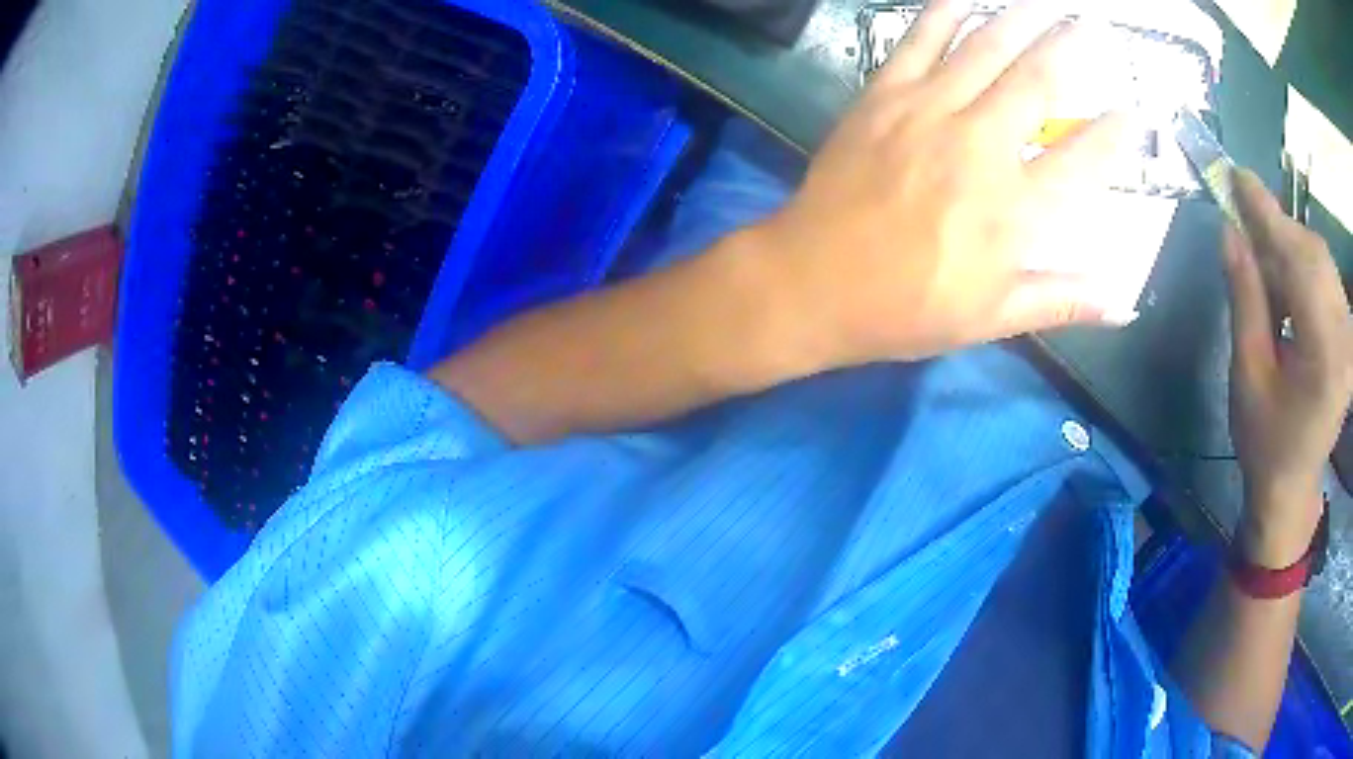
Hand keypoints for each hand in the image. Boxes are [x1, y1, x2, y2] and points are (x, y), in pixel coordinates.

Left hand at [756, 0, 1132, 365]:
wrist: (812, 281)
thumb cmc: (906, 308)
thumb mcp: (991, 319)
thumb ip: (1061, 301)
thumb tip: (1124, 301)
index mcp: (1015, 210)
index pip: (1084, 161)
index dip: (1114, 134)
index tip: (1133, 114)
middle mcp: (980, 146)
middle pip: (1038, 82)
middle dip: (1068, 48)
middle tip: (1088, 26)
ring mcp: (929, 111)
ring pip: (984, 49)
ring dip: (1017, 19)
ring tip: (1040, 3)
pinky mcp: (883, 95)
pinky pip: (919, 40)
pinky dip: (943, 13)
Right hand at [1225, 168, 1352, 567]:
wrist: (1291, 486)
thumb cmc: (1265, 442)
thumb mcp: (1247, 374)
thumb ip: (1245, 299)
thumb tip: (1230, 233)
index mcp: (1324, 357)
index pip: (1300, 263)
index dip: (1268, 214)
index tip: (1237, 177)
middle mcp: (1345, 340)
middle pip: (1314, 254)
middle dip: (1279, 229)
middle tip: (1244, 222)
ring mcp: (1349, 338)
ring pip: (1322, 260)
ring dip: (1291, 246)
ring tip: (1263, 259)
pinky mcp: (1348, 335)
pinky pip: (1327, 278)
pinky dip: (1304, 264)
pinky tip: (1286, 280)